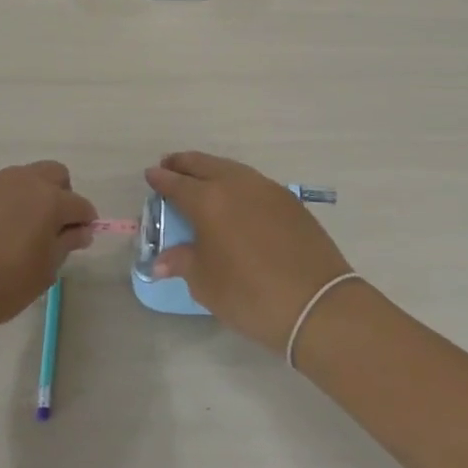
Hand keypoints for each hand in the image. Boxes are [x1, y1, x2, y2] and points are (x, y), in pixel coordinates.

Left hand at [0, 162, 95, 338]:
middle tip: (54, 227)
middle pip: (54, 174)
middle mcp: (22, 181)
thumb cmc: (4, 284)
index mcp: (49, 199)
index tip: (80, 239)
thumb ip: (66, 244)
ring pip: (23, 178)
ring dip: (31, 196)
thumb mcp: (45, 270)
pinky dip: (5, 204)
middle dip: (62, 195)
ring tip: (22, 230)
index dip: (85, 222)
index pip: (80, 205)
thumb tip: (80, 231)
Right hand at [144, 151, 353, 352]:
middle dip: (184, 164)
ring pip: (231, 168)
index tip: (151, 175)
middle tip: (170, 166)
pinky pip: (253, 181)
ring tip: (201, 178)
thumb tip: (161, 261)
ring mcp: (266, 189)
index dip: (161, 179)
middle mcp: (236, 185)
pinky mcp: (289, 201)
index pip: (177, 184)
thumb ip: (182, 263)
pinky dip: (236, 181)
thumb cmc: (250, 295)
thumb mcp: (206, 284)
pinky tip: (235, 196)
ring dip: (211, 169)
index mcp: (209, 201)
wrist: (317, 304)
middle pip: (204, 165)